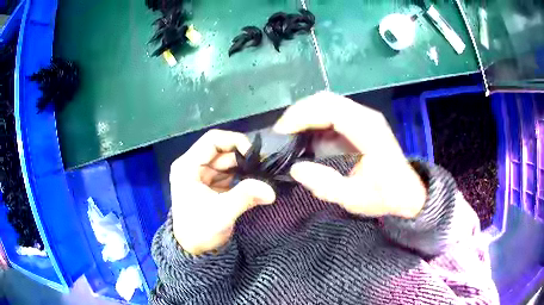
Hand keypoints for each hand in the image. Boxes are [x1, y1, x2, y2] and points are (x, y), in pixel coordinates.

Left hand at [169, 130, 275, 254]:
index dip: (234, 141)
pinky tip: (256, 184)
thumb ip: (244, 197)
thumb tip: (271, 190)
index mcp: (188, 166)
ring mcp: (204, 176)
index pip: (212, 140)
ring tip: (263, 177)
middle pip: (223, 151)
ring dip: (246, 169)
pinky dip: (244, 178)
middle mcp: (195, 166)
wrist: (194, 250)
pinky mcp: (213, 186)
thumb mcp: (221, 213)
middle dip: (244, 158)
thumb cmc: (199, 231)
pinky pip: (231, 175)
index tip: (254, 154)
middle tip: (264, 168)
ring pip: (229, 163)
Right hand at [274, 91, 425, 218]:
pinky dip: (316, 121)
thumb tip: (296, 168)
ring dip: (306, 115)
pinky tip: (307, 138)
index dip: (301, 116)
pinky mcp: (362, 123)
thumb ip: (325, 184)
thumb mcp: (354, 198)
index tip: (281, 132)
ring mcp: (365, 117)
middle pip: (325, 100)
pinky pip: (333, 113)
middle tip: (281, 133)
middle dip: (299, 112)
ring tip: (289, 135)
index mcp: (367, 130)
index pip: (329, 109)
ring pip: (328, 103)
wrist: (407, 192)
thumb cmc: (385, 195)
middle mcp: (366, 116)